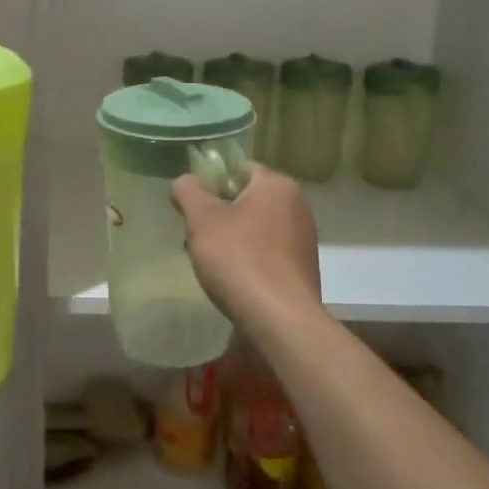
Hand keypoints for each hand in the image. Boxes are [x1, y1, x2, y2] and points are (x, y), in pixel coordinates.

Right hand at [171, 165, 321, 328]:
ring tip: (209, 262)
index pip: (237, 168)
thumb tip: (185, 181)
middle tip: (194, 236)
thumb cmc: (239, 259)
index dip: (209, 183)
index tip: (191, 207)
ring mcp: (303, 237)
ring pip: (254, 226)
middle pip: (245, 198)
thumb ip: (188, 191)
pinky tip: (232, 279)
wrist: (280, 320)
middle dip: (217, 214)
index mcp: (277, 185)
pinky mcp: (302, 266)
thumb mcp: (202, 219)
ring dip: (229, 238)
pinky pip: (266, 251)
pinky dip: (247, 258)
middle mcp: (297, 205)